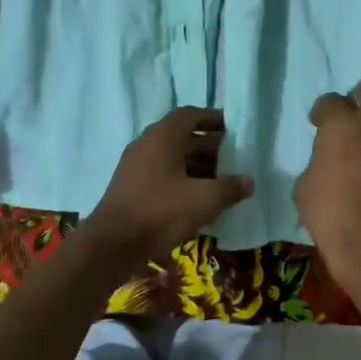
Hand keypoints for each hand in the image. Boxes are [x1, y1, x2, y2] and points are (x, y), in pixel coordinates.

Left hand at [81, 108, 253, 268]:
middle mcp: (146, 144)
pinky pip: (161, 174)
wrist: (111, 245)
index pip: (190, 115)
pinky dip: (182, 180)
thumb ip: (229, 187)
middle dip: (209, 146)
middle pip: (182, 136)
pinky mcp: (130, 187)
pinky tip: (197, 201)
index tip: (232, 127)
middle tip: (233, 158)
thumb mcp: (203, 200)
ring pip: (172, 157)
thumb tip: (249, 181)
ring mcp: (135, 166)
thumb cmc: (160, 212)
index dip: (212, 118)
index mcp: (163, 137)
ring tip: (220, 182)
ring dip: (196, 166)